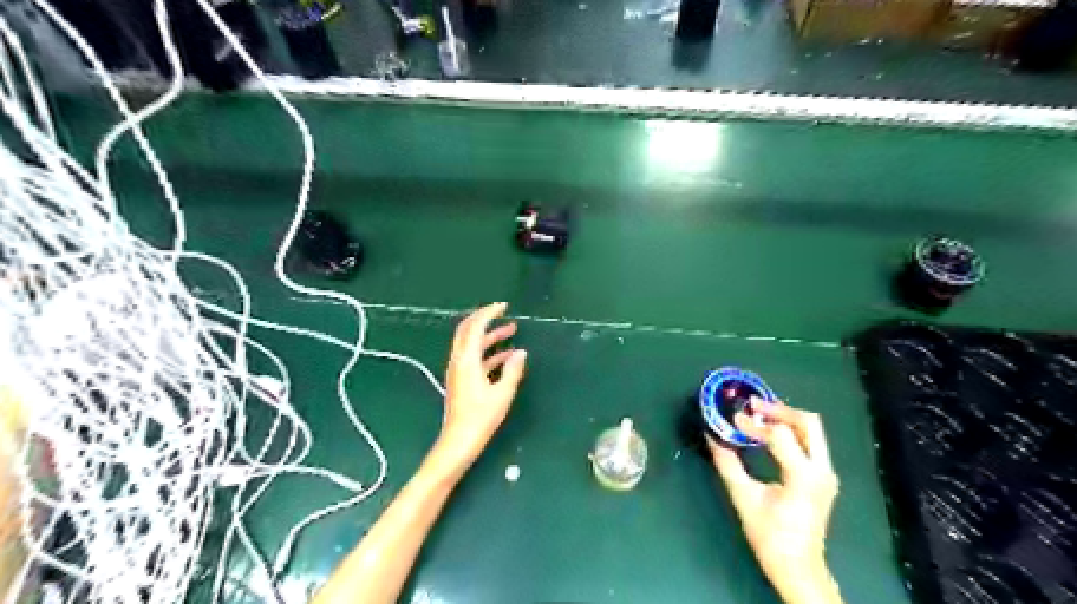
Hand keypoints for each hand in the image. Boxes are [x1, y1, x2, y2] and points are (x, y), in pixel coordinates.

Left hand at [432, 304, 526, 473]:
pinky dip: (489, 353)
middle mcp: (459, 361)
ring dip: (490, 336)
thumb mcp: (502, 394)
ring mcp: (458, 371)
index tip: (504, 306)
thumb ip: (512, 370)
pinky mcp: (461, 381)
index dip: (488, 313)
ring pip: (472, 345)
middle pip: (468, 331)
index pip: (475, 327)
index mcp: (467, 360)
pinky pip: (475, 358)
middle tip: (504, 314)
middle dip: (486, 320)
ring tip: (511, 331)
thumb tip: (520, 352)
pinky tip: (506, 357)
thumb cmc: (481, 418)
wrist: (458, 442)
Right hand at [713, 398, 846, 602]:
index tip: (733, 420)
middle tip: (753, 406)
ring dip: (786, 418)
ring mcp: (827, 473)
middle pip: (808, 422)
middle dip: (779, 410)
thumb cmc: (770, 536)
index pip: (780, 435)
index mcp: (803, 476)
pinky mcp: (824, 477)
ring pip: (812, 430)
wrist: (799, 568)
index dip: (754, 424)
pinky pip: (811, 442)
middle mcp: (822, 470)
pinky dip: (791, 431)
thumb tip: (712, 437)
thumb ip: (728, 464)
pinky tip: (770, 433)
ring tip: (758, 414)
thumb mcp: (744, 498)